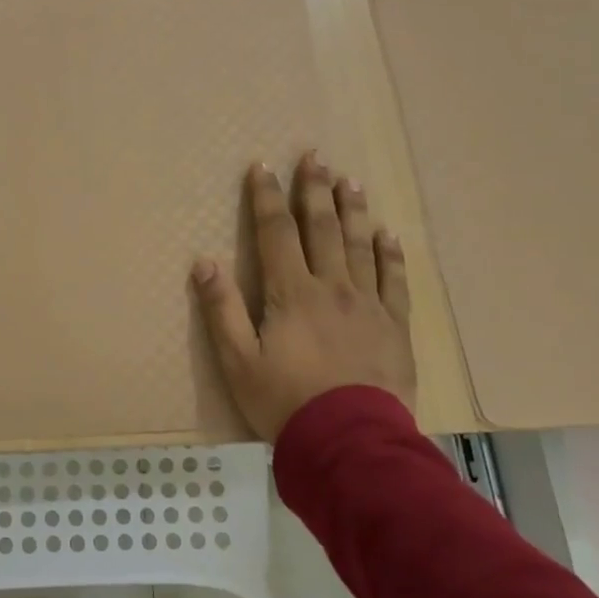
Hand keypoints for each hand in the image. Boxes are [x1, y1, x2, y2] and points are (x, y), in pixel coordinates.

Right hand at [192, 154, 416, 439]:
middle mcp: (332, 287)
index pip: (276, 233)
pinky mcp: (394, 326)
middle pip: (323, 228)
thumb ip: (220, 308)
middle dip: (314, 190)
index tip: (262, 167)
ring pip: (361, 245)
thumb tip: (203, 261)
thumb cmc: (284, 401)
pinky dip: (390, 254)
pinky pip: (394, 280)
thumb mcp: (237, 360)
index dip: (266, 198)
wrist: (349, 441)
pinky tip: (389, 234)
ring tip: (350, 180)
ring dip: (353, 210)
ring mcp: (368, 304)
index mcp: (291, 293)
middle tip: (315, 156)